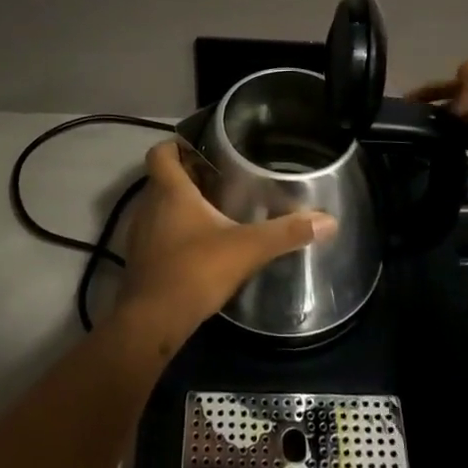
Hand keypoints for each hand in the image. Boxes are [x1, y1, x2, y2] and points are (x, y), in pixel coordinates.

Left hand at [114, 141, 334, 344]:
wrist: (152, 322)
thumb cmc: (195, 271)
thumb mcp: (248, 248)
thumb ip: (286, 232)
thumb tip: (328, 221)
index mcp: (170, 191)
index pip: (161, 153)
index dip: (176, 146)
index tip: (201, 149)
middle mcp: (148, 206)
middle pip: (162, 178)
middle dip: (187, 176)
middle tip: (220, 179)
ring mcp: (140, 235)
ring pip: (158, 207)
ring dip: (179, 205)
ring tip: (213, 210)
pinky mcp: (139, 261)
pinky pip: (156, 233)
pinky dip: (173, 232)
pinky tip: (199, 247)